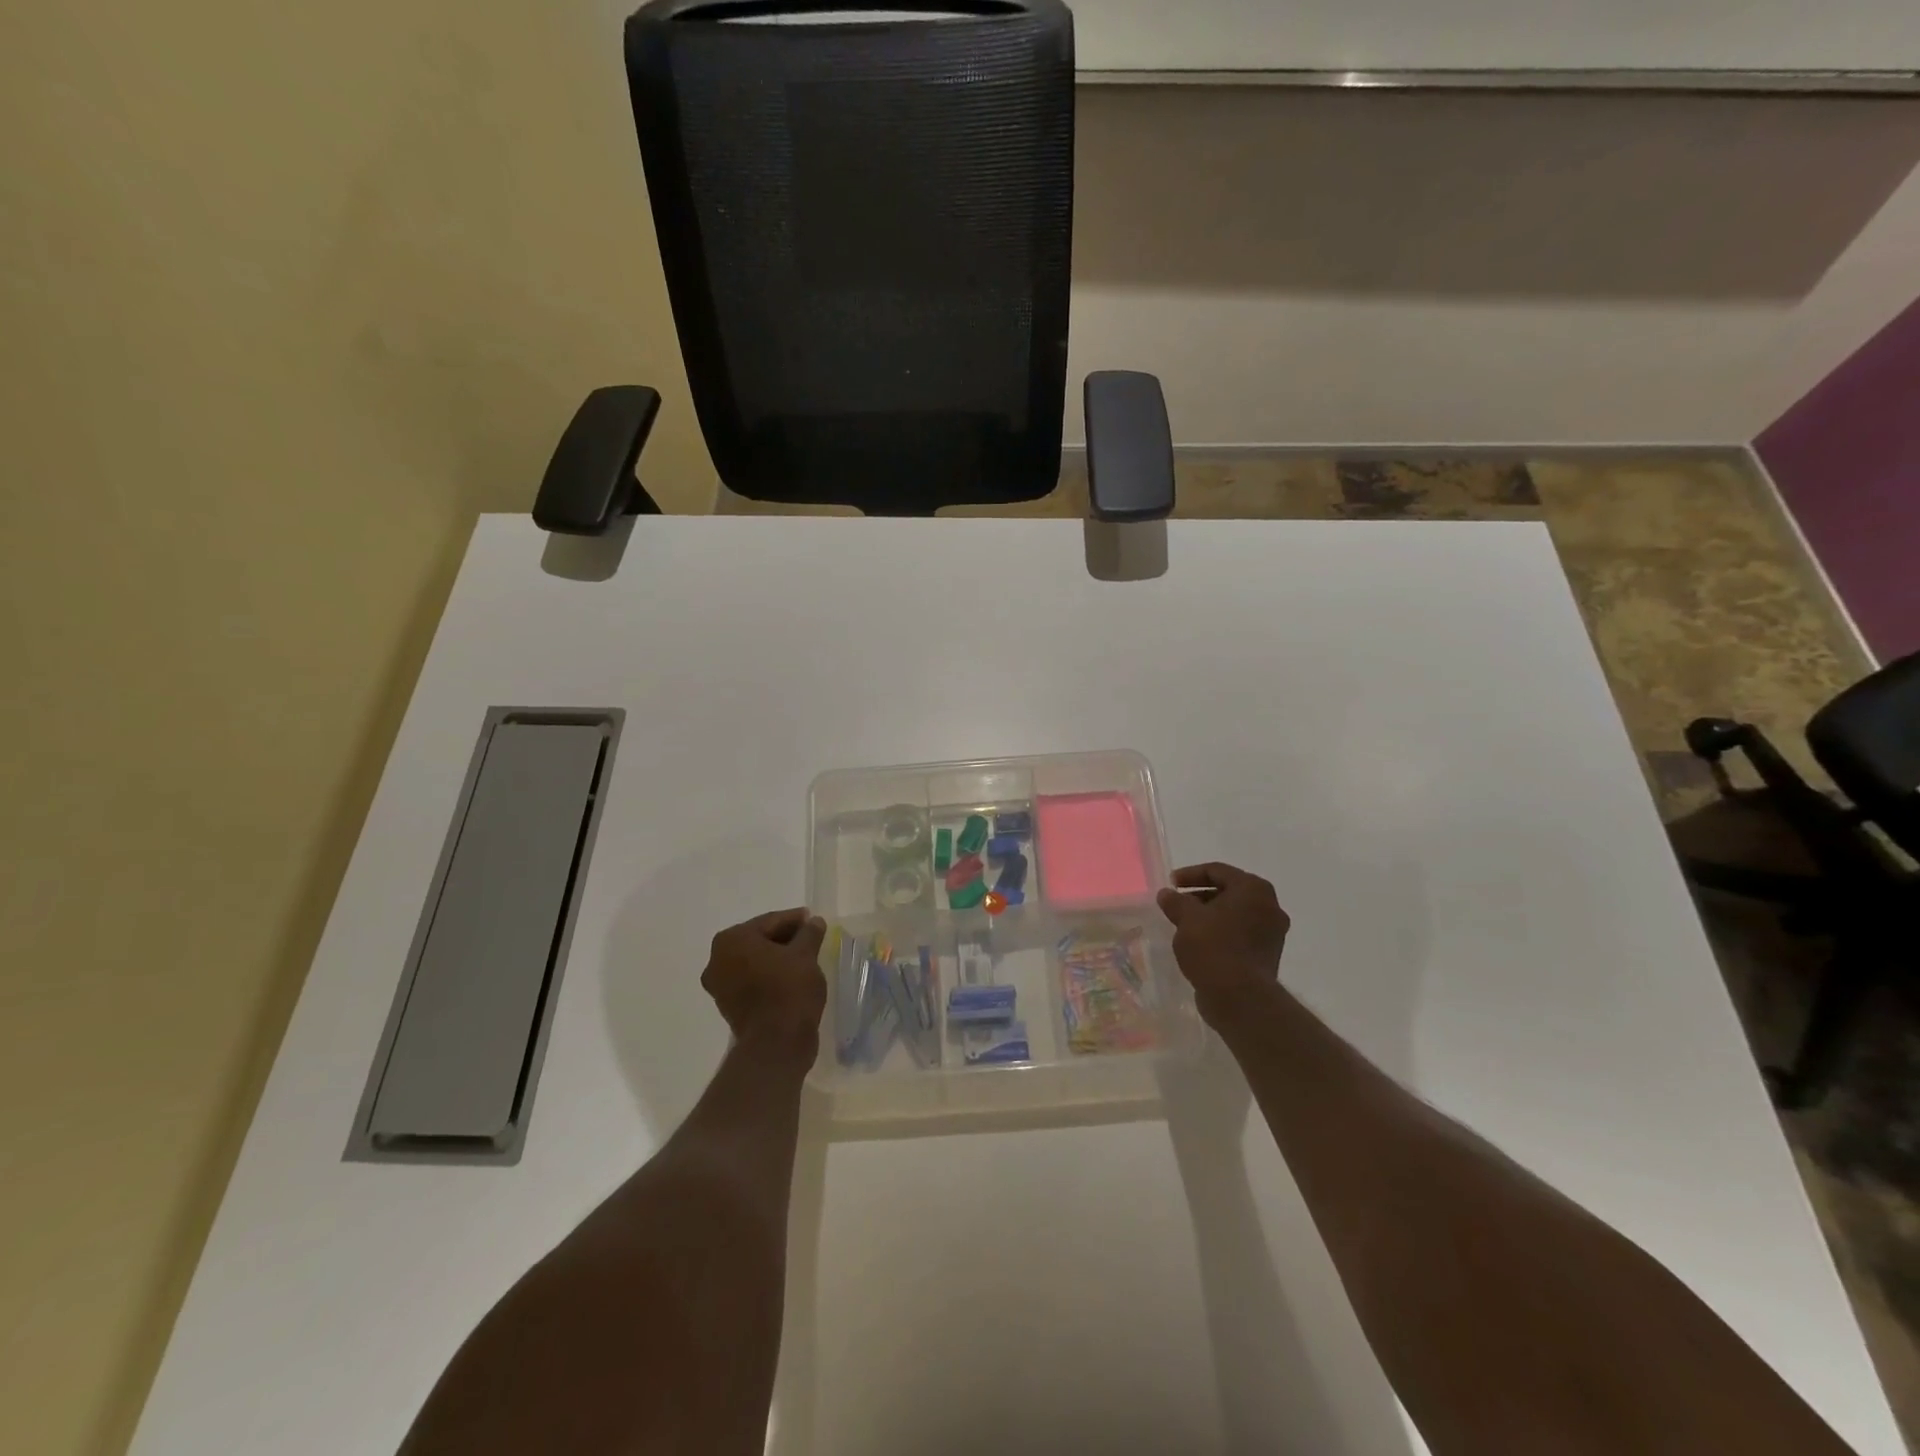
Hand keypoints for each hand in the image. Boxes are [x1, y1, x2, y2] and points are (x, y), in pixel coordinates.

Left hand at [701, 908, 828, 1054]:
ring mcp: (720, 985)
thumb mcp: (805, 955)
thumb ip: (809, 933)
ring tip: (804, 957)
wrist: (776, 1043)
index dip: (794, 919)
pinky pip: (752, 981)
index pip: (769, 921)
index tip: (812, 919)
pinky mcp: (728, 1006)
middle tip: (810, 937)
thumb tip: (814, 922)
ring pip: (754, 961)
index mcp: (732, 940)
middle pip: (758, 940)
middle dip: (784, 938)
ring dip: (776, 958)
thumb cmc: (789, 989)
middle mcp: (717, 959)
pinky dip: (769, 975)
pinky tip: (791, 977)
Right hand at [1157, 863, 1290, 1022]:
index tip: (1170, 884)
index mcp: (1253, 889)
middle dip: (1200, 896)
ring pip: (1235, 915)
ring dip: (1210, 916)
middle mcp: (1270, 906)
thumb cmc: (1213, 947)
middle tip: (1177, 904)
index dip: (1190, 874)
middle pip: (1229, 892)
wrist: (1240, 998)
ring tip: (1185, 925)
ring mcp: (1272, 933)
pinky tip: (1200, 944)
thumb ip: (1175, 901)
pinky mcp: (1267, 955)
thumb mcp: (1186, 918)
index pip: (1218, 871)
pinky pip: (1241, 934)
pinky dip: (1221, 933)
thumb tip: (1167, 894)